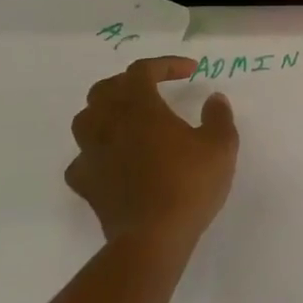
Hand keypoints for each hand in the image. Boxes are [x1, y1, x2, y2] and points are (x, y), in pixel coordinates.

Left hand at [68, 56, 237, 252]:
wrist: (153, 238)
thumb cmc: (188, 184)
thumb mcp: (220, 146)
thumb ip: (218, 116)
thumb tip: (214, 99)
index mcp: (140, 108)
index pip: (142, 70)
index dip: (165, 64)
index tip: (190, 72)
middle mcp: (110, 124)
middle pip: (105, 89)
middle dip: (128, 83)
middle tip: (152, 89)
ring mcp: (92, 155)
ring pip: (85, 119)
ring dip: (104, 112)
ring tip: (125, 119)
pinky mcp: (86, 184)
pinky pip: (82, 158)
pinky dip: (95, 152)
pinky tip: (111, 160)